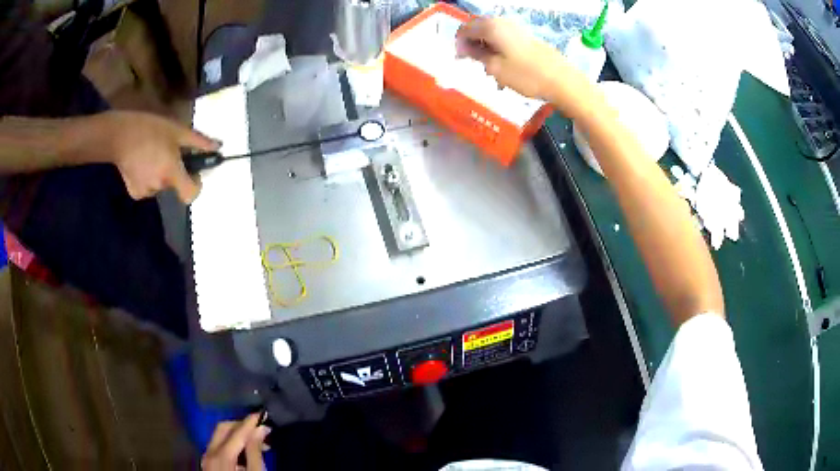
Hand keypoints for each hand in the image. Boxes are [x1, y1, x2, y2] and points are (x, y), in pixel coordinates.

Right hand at [83, 111, 218, 203]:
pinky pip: (148, 187)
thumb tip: (218, 147)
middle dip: (176, 170)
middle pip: (175, 184)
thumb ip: (198, 142)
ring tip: (152, 153)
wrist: (118, 136)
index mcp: (171, 173)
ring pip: (161, 185)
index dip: (196, 184)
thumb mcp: (177, 131)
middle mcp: (159, 187)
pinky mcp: (134, 193)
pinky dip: (149, 177)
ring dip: (161, 172)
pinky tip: (142, 162)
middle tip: (168, 151)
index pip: (191, 194)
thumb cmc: (150, 129)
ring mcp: (145, 192)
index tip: (194, 171)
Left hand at [202, 413, 269, 470]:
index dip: (250, 422)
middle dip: (241, 425)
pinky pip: (218, 445)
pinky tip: (245, 451)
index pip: (236, 432)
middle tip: (260, 428)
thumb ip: (256, 452)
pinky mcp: (209, 463)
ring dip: (237, 434)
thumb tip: (260, 429)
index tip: (263, 414)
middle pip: (223, 428)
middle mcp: (209, 452)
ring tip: (257, 441)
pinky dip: (232, 443)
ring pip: (219, 436)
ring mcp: (207, 458)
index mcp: (221, 455)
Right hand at [456, 17, 581, 106]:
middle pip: (479, 29)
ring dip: (486, 48)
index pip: (465, 29)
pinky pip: (505, 39)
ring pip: (492, 34)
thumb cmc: (526, 75)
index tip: (460, 60)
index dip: (459, 43)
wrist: (563, 81)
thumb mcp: (496, 68)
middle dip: (472, 45)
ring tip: (490, 69)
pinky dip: (499, 50)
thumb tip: (463, 48)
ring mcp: (517, 29)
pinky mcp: (527, 37)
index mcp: (492, 27)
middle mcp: (503, 23)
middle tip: (474, 64)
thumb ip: (476, 55)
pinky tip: (503, 67)